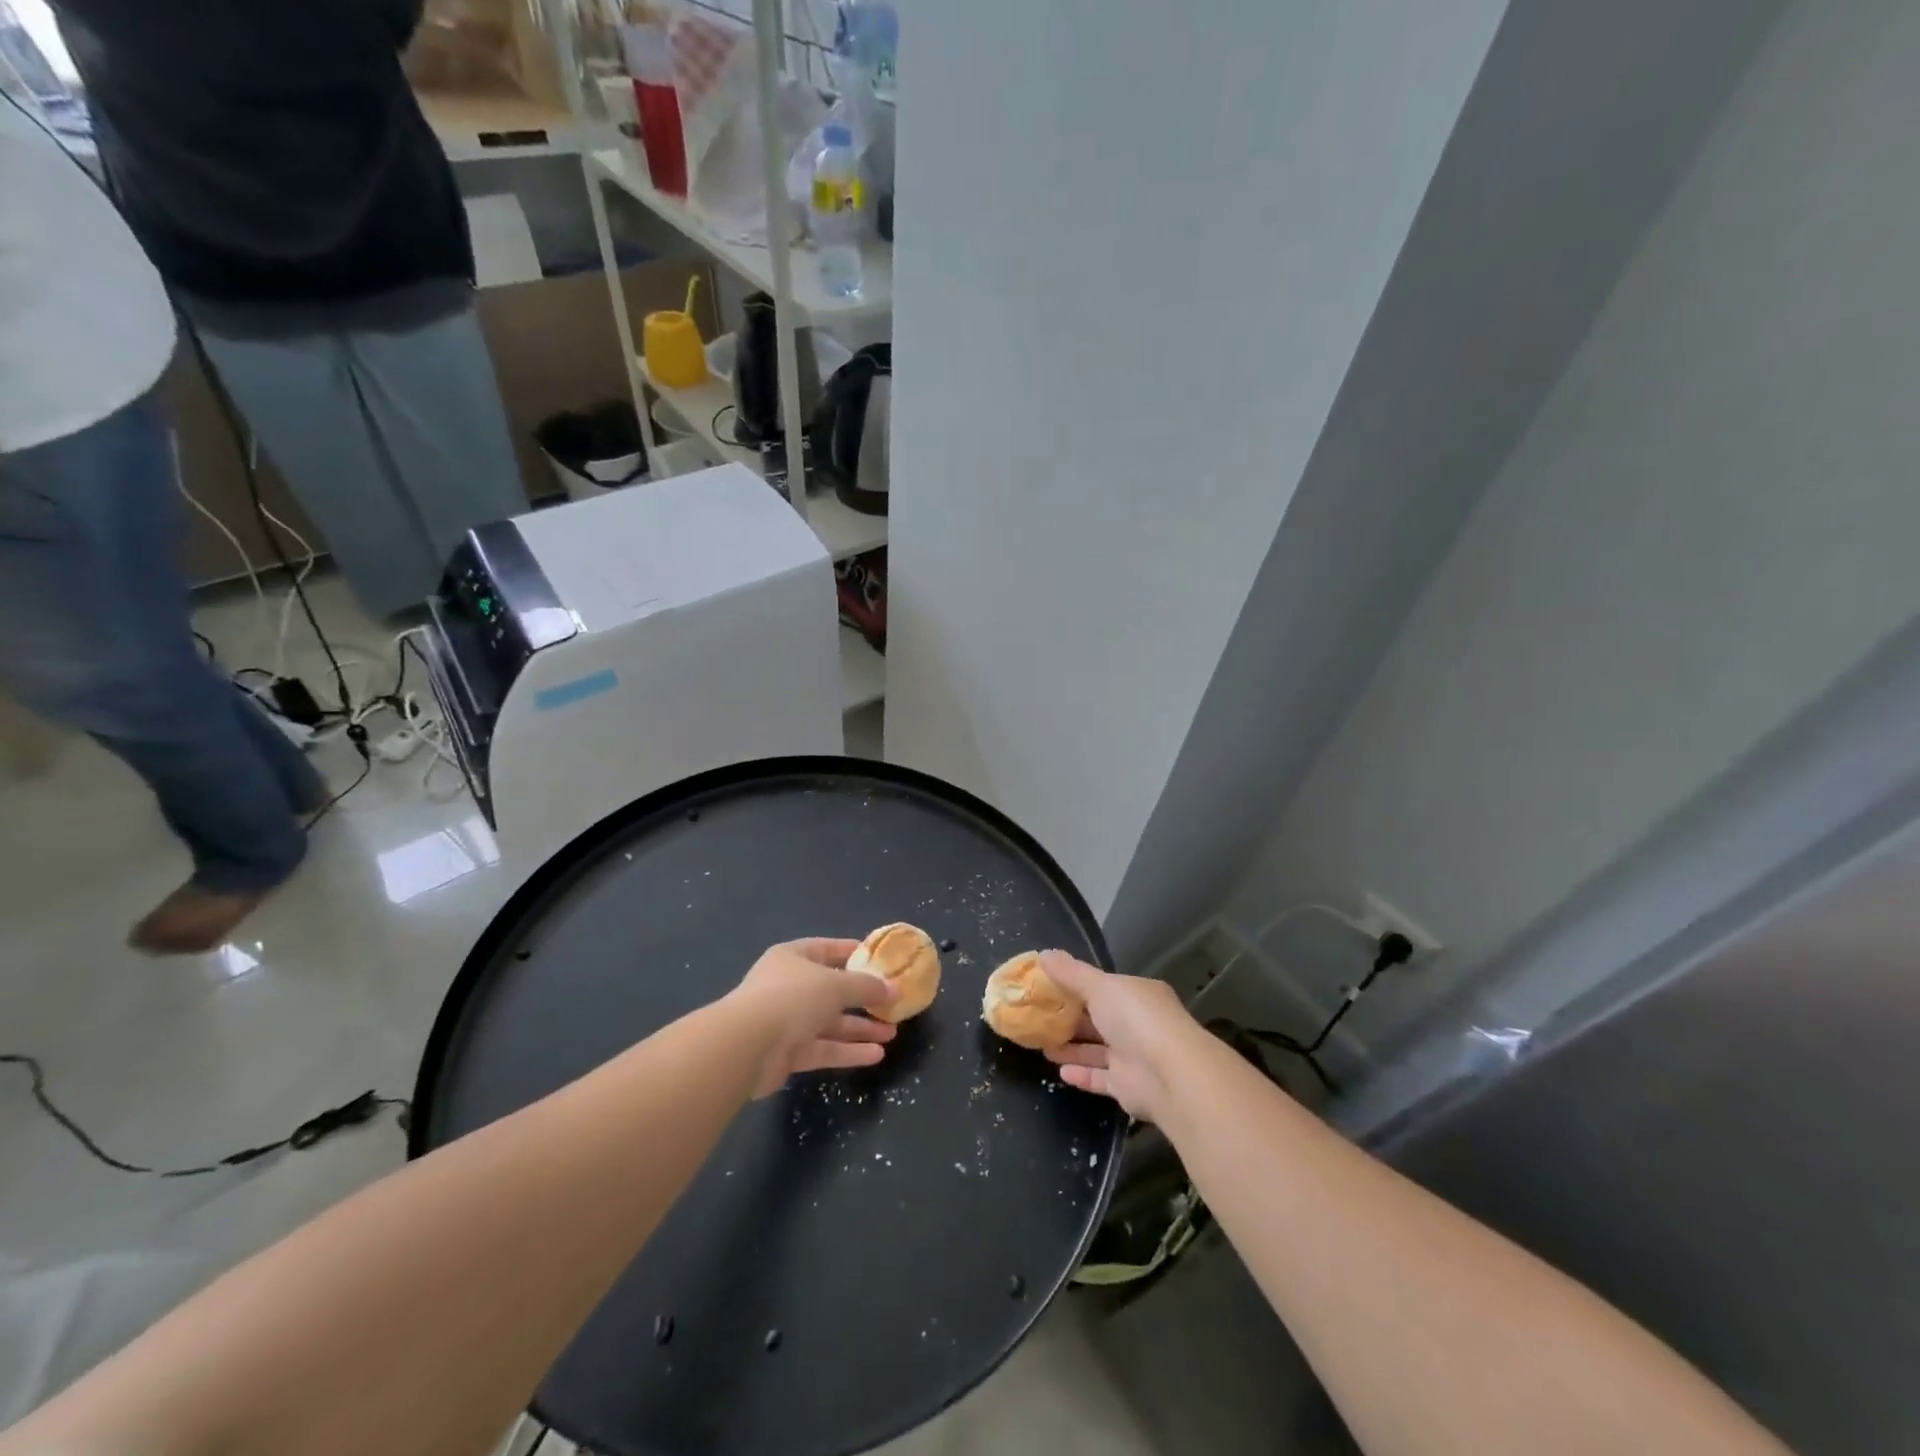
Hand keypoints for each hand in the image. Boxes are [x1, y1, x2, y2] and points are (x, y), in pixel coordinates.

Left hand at [729, 938, 896, 1097]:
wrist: (746, 1046)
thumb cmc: (792, 997)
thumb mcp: (836, 985)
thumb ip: (866, 987)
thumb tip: (894, 989)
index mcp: (793, 958)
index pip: (827, 950)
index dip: (852, 954)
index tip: (879, 960)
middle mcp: (788, 986)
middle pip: (831, 990)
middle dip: (862, 999)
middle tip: (892, 1004)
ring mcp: (786, 1021)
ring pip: (829, 1023)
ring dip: (859, 1028)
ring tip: (891, 1034)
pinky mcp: (786, 1053)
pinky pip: (823, 1048)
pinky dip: (847, 1051)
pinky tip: (875, 1055)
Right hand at [1040, 951, 1201, 1123]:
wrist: (1169, 1075)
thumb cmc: (1134, 1018)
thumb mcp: (1099, 986)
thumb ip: (1071, 973)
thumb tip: (1043, 954)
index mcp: (1136, 994)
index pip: (1103, 987)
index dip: (1075, 986)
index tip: (1047, 987)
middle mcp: (1137, 1023)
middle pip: (1098, 1019)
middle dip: (1070, 1019)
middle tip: (1038, 1017)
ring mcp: (1134, 1056)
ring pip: (1097, 1050)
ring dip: (1071, 1048)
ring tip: (1042, 1044)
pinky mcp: (1128, 1087)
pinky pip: (1100, 1078)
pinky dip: (1082, 1074)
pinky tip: (1060, 1071)